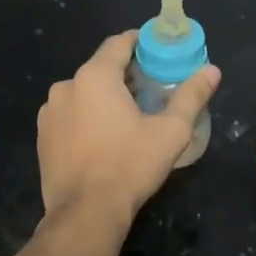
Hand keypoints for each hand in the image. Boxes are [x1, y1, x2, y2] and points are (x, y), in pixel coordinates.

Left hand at [38, 30, 219, 224]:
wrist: (85, 213)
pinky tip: (103, 139)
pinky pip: (69, 116)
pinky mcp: (43, 136)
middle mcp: (66, 87)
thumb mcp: (170, 131)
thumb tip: (212, 70)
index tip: (157, 51)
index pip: (118, 43)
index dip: (140, 42)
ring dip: (103, 98)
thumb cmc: (130, 166)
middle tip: (151, 89)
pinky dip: (86, 118)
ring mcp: (49, 112)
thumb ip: (191, 96)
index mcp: (95, 77)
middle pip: (100, 69)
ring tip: (128, 117)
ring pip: (83, 93)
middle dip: (125, 74)